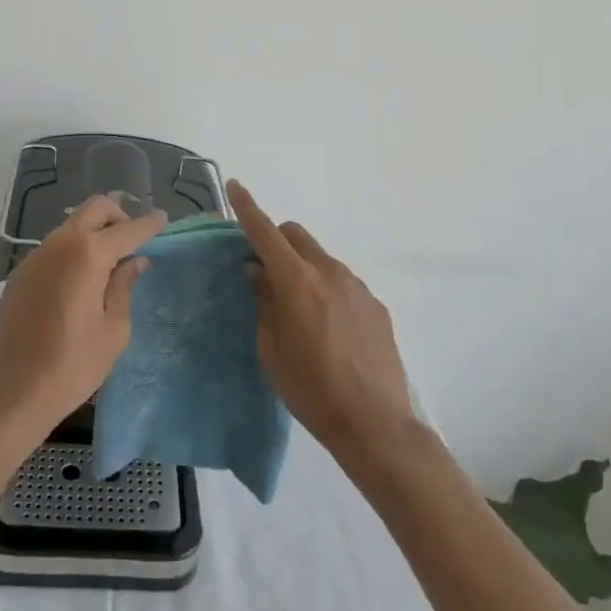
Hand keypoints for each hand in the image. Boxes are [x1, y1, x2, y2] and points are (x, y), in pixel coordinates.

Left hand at [0, 195, 166, 436]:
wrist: (11, 392)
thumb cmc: (72, 366)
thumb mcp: (113, 330)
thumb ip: (124, 287)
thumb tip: (134, 261)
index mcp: (88, 254)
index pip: (127, 229)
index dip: (148, 224)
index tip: (162, 218)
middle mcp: (60, 244)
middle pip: (95, 209)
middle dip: (119, 216)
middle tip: (133, 242)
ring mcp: (36, 256)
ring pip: (72, 225)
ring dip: (94, 232)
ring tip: (109, 264)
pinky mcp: (21, 273)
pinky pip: (55, 246)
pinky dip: (74, 249)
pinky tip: (81, 280)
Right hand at [229, 179, 415, 462]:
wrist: (376, 424)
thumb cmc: (311, 390)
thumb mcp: (271, 350)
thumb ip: (264, 301)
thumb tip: (258, 270)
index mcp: (297, 281)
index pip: (265, 232)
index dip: (247, 207)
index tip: (234, 186)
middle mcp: (329, 272)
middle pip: (296, 235)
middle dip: (276, 240)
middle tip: (264, 268)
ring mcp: (357, 286)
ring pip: (320, 258)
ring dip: (303, 267)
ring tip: (300, 310)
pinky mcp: (375, 304)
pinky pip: (342, 283)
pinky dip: (327, 289)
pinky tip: (330, 329)